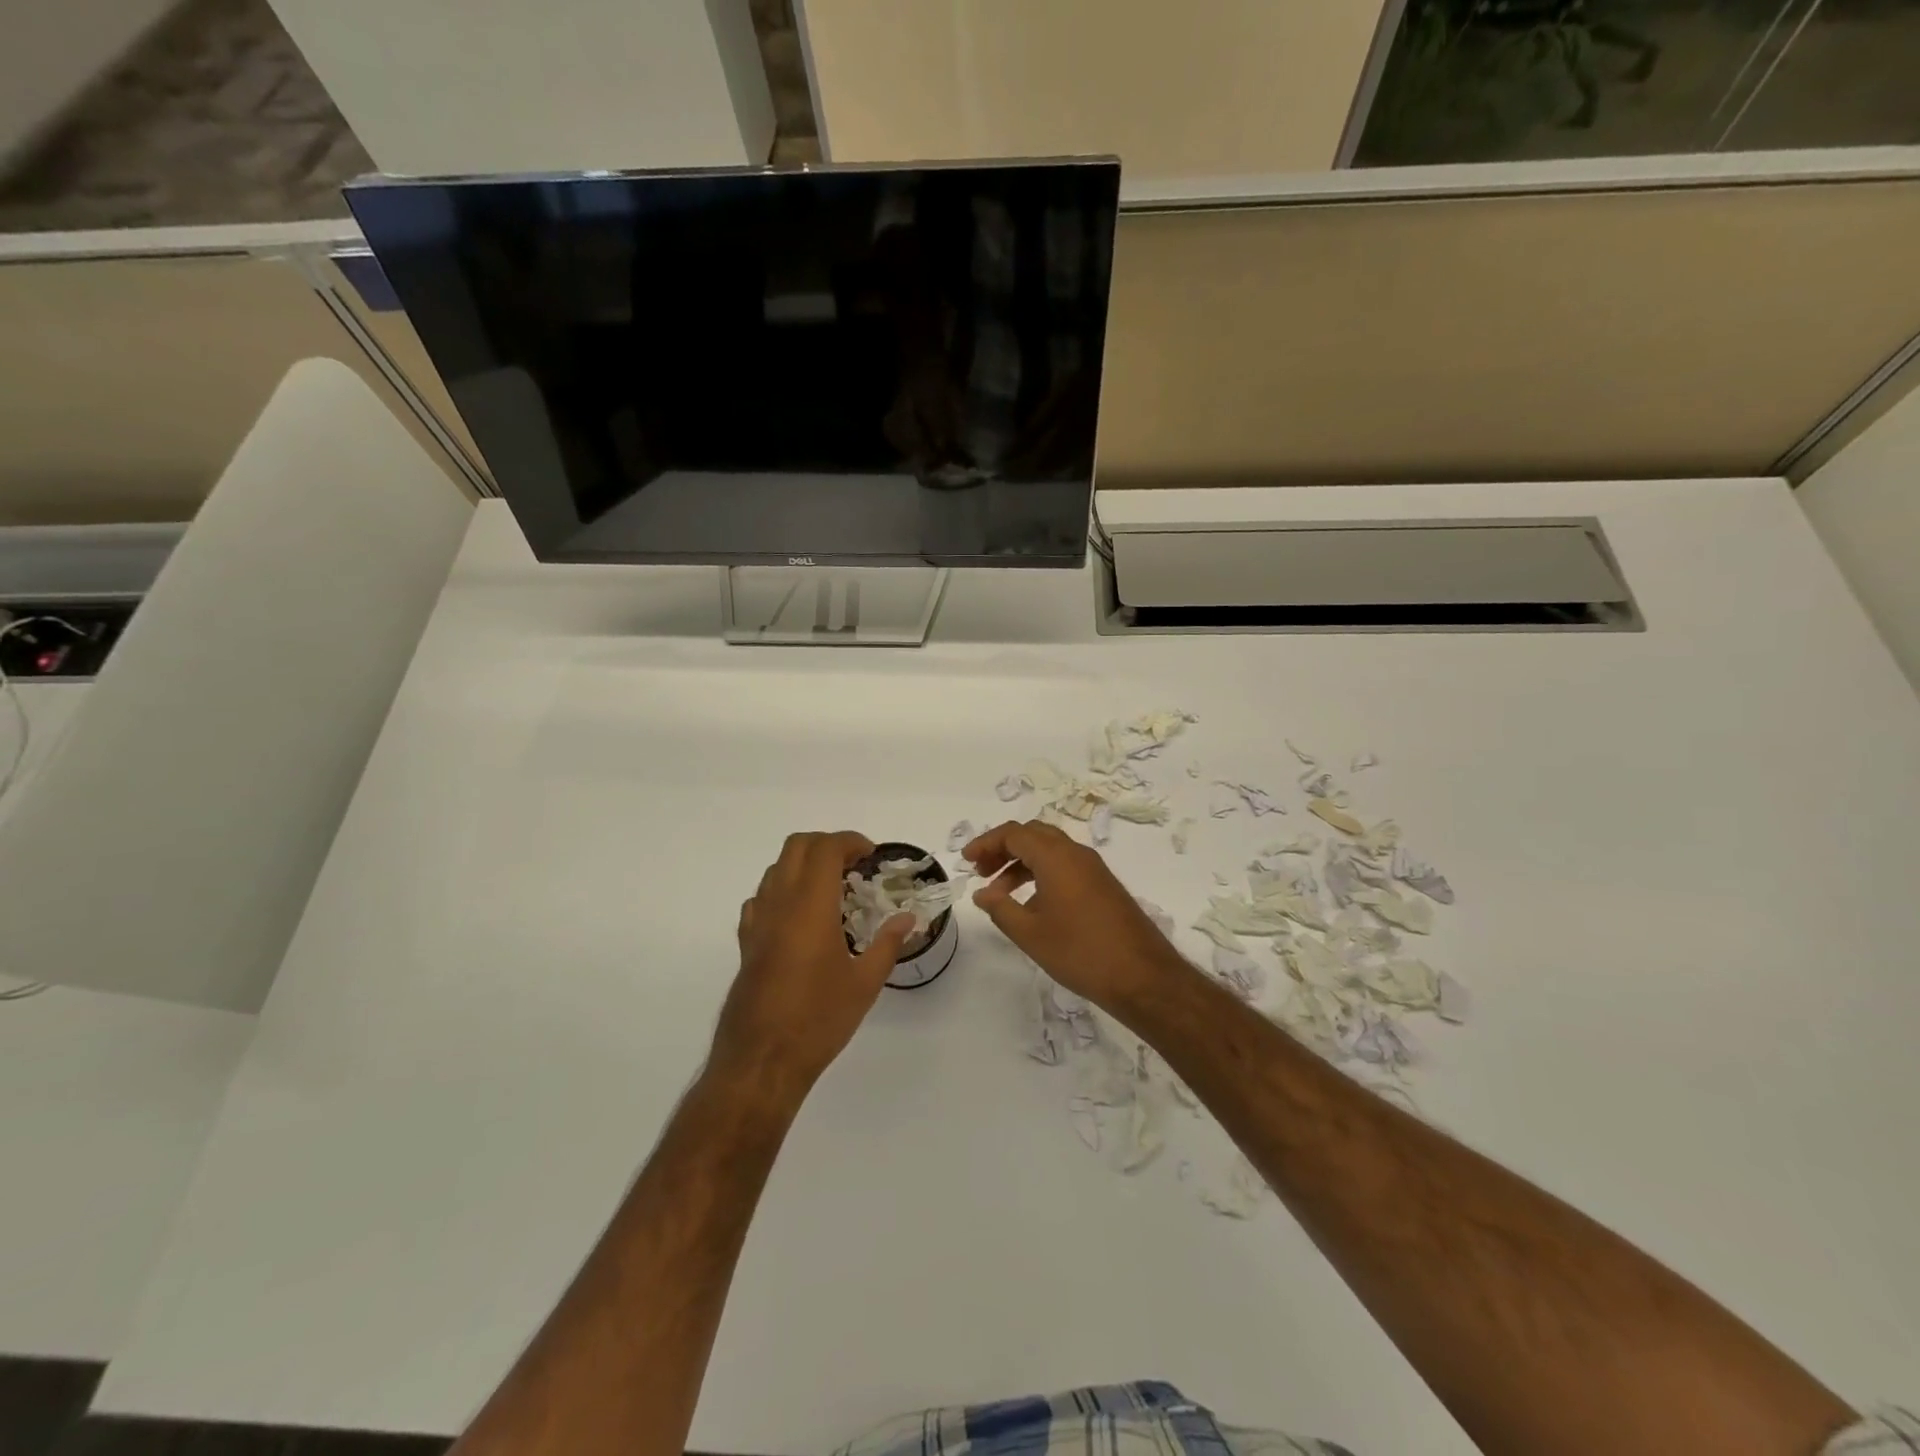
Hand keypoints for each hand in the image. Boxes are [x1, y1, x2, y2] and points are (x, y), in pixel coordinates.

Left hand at [713, 831, 914, 1101]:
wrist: (762, 1060)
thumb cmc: (818, 1019)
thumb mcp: (865, 983)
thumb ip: (888, 944)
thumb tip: (908, 919)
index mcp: (811, 906)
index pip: (826, 849)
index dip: (850, 842)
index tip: (871, 855)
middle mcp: (780, 903)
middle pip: (797, 846)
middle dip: (827, 844)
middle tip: (854, 865)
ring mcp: (758, 921)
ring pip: (776, 868)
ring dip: (804, 865)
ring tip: (831, 889)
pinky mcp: (746, 942)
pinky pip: (761, 897)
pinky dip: (783, 890)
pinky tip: (800, 917)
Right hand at [963, 820, 1184, 1010]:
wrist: (1142, 976)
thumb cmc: (1080, 952)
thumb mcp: (1030, 933)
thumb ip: (1000, 909)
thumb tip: (982, 894)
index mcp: (1056, 856)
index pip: (1014, 833)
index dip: (986, 843)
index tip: (967, 861)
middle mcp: (1076, 854)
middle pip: (1033, 835)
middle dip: (1004, 849)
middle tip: (982, 872)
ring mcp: (1094, 869)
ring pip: (1050, 851)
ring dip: (1022, 864)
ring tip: (1000, 895)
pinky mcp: (1104, 886)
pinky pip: (1066, 866)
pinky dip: (1042, 875)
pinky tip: (1032, 905)